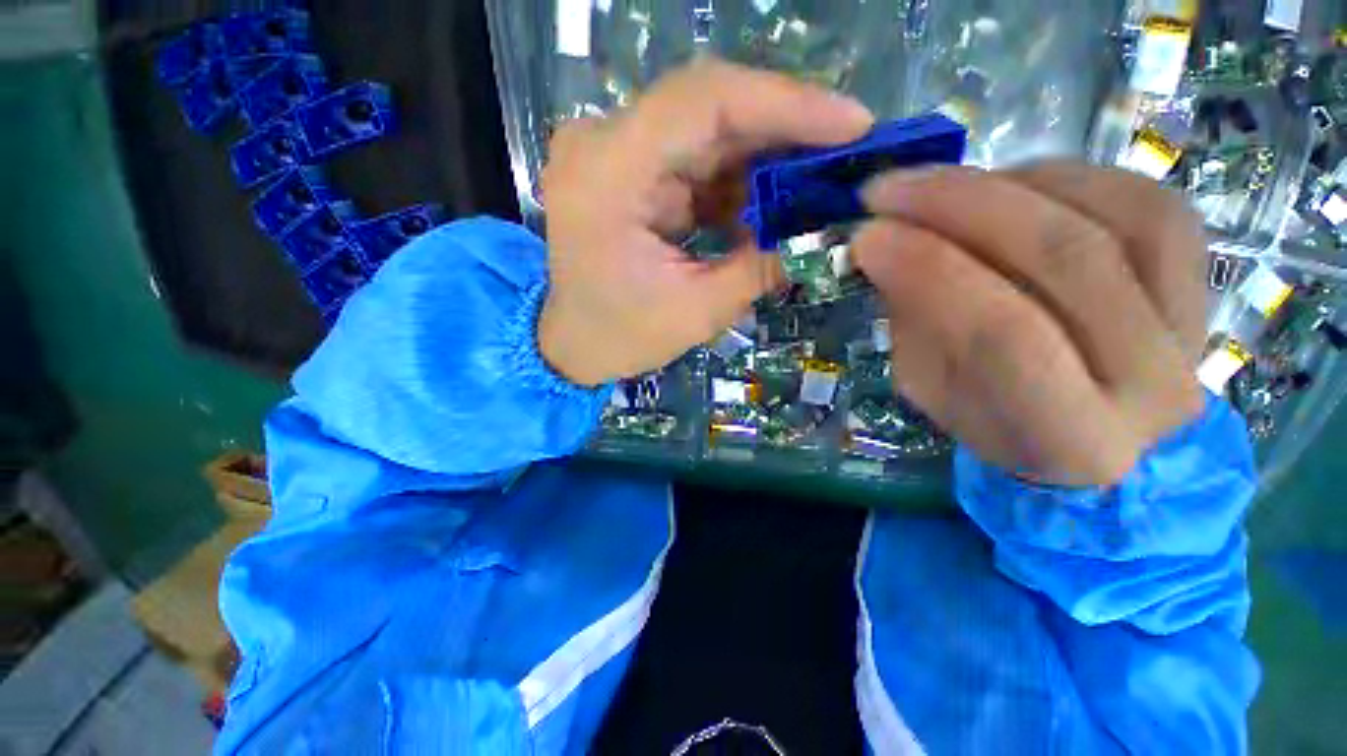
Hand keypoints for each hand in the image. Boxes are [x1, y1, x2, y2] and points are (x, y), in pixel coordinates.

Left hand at [538, 60, 873, 385]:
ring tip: (818, 181)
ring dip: (766, 157)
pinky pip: (697, 160)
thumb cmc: (621, 336)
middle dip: (785, 130)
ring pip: (709, 132)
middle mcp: (605, 144)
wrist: (573, 342)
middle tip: (847, 152)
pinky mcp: (631, 171)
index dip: (784, 104)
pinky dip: (740, 179)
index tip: (851, 124)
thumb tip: (823, 232)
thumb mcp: (696, 311)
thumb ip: (759, 266)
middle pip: (710, 108)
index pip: (704, 102)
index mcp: (608, 173)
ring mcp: (615, 153)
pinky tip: (773, 202)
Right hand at [853, 162, 1207, 486]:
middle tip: (889, 190)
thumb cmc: (1003, 430)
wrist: (1112, 447)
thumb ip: (917, 328)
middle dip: (961, 206)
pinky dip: (1070, 177)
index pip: (1003, 334)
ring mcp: (1192, 327)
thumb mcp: (936, 396)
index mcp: (1071, 437)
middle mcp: (1153, 383)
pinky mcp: (1203, 283)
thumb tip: (891, 246)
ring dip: (1011, 182)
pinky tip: (1012, 183)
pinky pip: (1148, 201)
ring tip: (942, 186)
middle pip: (1066, 258)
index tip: (868, 237)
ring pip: (1119, 214)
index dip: (929, 271)